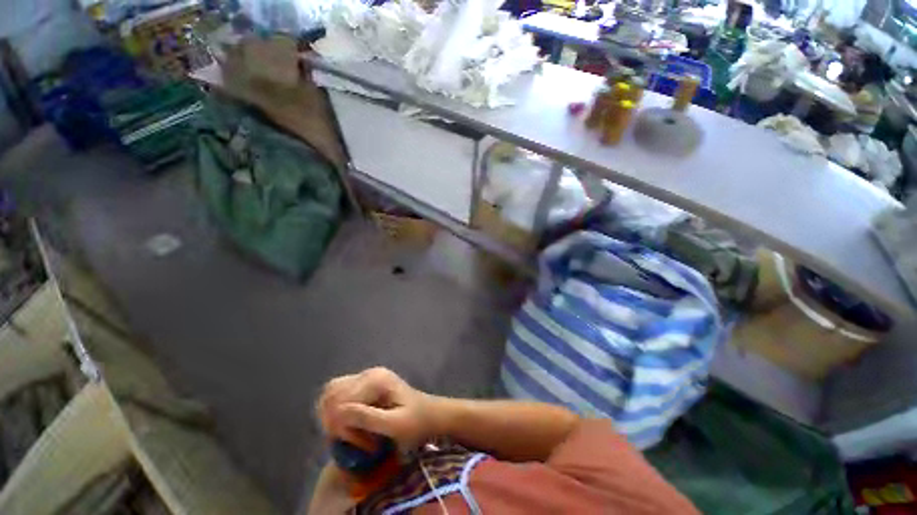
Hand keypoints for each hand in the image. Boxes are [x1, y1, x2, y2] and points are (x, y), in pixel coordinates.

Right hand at [318, 367, 436, 449]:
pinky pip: (339, 395)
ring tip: (346, 435)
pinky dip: (336, 412)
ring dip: (332, 417)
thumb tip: (337, 413)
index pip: (340, 402)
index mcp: (376, 380)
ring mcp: (366, 377)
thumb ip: (367, 418)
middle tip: (349, 441)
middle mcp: (368, 373)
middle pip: (331, 395)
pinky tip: (346, 427)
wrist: (430, 415)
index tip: (357, 445)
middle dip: (334, 421)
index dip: (342, 428)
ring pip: (331, 394)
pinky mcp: (365, 385)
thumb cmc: (416, 423)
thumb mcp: (395, 425)